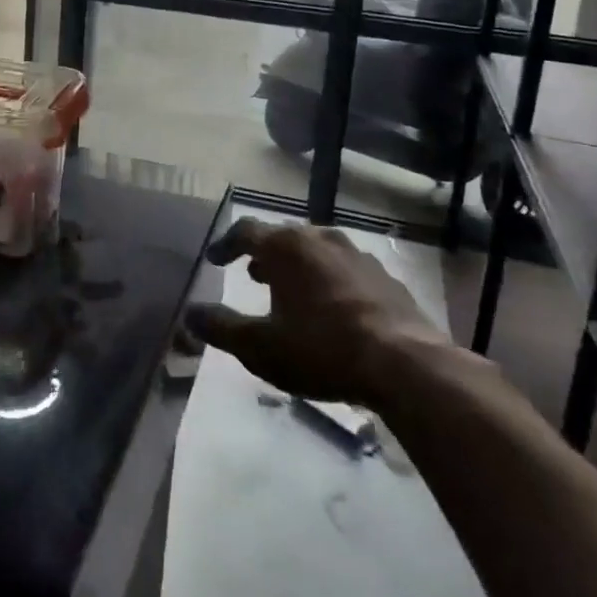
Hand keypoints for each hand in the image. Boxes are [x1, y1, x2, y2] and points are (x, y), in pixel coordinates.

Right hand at [185, 219, 447, 408]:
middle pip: (284, 237)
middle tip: (251, 274)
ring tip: (290, 290)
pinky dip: (330, 281)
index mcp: (286, 247)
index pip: (246, 231)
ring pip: (317, 251)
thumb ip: (221, 328)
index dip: (226, 244)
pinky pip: (346, 271)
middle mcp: (320, 239)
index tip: (215, 260)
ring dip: (298, 266)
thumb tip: (190, 316)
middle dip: (264, 254)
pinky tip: (333, 309)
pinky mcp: (386, 279)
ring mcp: (358, 256)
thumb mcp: (260, 347)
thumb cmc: (322, 349)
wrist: (406, 365)